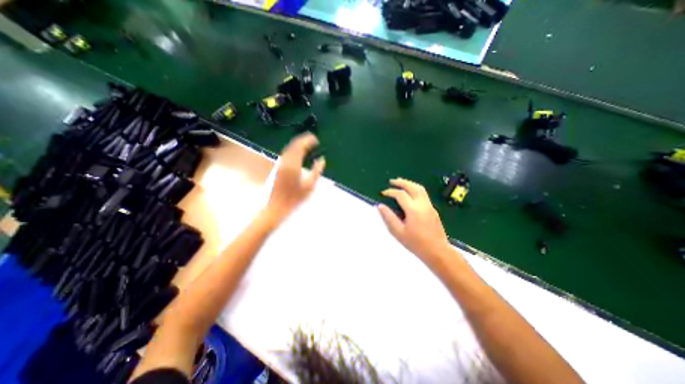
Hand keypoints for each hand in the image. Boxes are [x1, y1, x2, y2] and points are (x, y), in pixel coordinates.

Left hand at [263, 133, 324, 225]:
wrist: (277, 207)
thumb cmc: (295, 198)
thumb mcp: (310, 186)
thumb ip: (317, 171)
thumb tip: (322, 159)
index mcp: (293, 165)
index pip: (300, 146)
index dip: (308, 140)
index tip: (316, 140)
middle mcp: (285, 161)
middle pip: (293, 145)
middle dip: (303, 140)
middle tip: (313, 140)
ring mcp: (280, 164)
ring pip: (288, 148)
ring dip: (298, 144)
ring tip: (307, 144)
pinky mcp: (278, 168)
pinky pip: (286, 154)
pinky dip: (293, 150)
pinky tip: (298, 153)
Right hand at [377, 178, 453, 265]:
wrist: (438, 252)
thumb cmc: (416, 244)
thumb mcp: (398, 232)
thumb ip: (389, 217)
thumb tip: (380, 206)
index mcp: (413, 209)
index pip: (400, 194)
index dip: (390, 192)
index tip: (383, 193)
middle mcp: (422, 204)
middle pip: (412, 187)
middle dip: (401, 182)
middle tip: (392, 181)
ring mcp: (430, 206)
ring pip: (420, 188)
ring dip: (409, 184)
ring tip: (400, 183)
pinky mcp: (433, 209)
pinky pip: (423, 194)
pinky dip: (415, 189)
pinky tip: (410, 194)